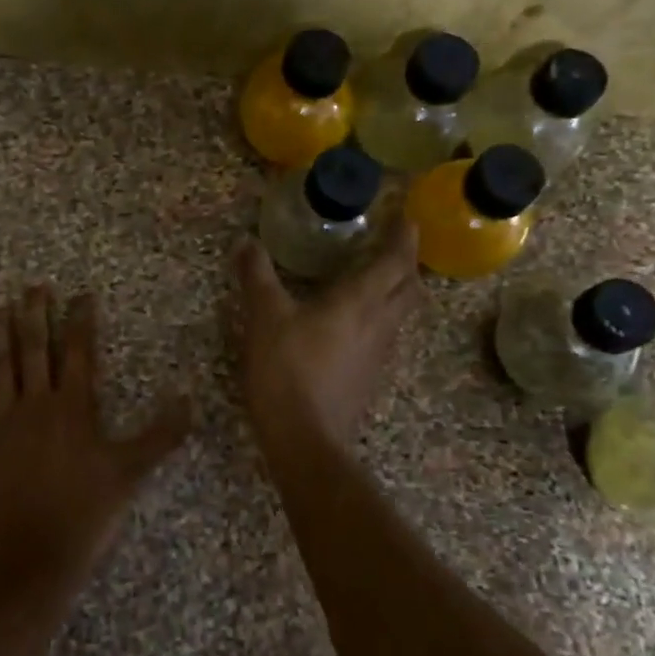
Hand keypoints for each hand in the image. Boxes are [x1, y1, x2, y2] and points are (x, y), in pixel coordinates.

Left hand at [0, 286, 191, 601]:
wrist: (34, 557)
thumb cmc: (87, 513)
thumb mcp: (131, 473)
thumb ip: (161, 434)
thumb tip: (188, 398)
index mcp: (73, 407)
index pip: (79, 351)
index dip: (81, 319)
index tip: (82, 294)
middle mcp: (35, 404)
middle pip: (33, 348)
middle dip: (34, 314)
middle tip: (33, 287)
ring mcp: (1, 422)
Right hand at [237, 221, 423, 450]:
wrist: (305, 438)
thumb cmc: (287, 370)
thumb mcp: (264, 317)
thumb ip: (257, 276)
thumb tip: (246, 242)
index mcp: (359, 301)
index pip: (395, 260)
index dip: (404, 236)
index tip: (407, 217)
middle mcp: (379, 323)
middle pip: (408, 286)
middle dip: (406, 262)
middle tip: (393, 246)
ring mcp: (379, 354)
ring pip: (400, 314)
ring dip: (397, 291)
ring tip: (378, 279)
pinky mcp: (369, 378)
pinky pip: (386, 336)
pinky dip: (381, 318)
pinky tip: (356, 324)